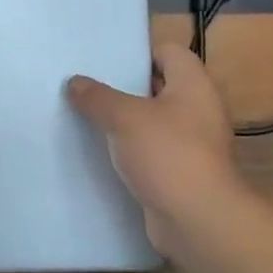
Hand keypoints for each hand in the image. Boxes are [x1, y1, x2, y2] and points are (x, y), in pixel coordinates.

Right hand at [67, 43, 249, 256]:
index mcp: (194, 86)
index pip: (169, 52)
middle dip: (123, 88)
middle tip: (86, 87)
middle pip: (158, 87)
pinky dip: (129, 151)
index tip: (104, 61)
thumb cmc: (168, 155)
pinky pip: (150, 152)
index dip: (139, 53)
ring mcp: (191, 145)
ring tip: (86, 118)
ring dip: (124, 122)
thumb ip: (97, 97)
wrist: (198, 220)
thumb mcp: (125, 118)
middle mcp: (198, 111)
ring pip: (152, 122)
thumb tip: (74, 82)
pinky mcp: (179, 173)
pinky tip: (100, 153)